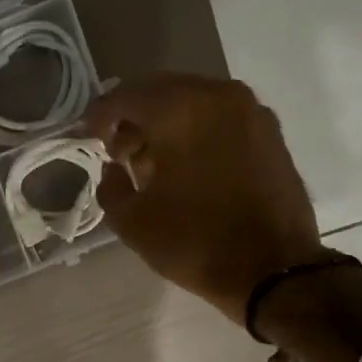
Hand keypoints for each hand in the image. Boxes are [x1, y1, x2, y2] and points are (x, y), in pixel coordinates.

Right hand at [87, 73, 325, 324]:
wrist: (273, 269)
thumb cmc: (194, 242)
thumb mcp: (132, 222)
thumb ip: (111, 186)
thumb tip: (114, 170)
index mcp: (179, 109)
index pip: (126, 97)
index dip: (99, 116)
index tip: (87, 137)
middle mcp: (218, 96)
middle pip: (162, 92)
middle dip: (135, 118)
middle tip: (119, 152)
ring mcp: (251, 112)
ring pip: (195, 103)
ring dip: (168, 125)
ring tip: (153, 163)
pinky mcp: (271, 133)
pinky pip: (221, 119)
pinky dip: (198, 132)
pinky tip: (188, 167)